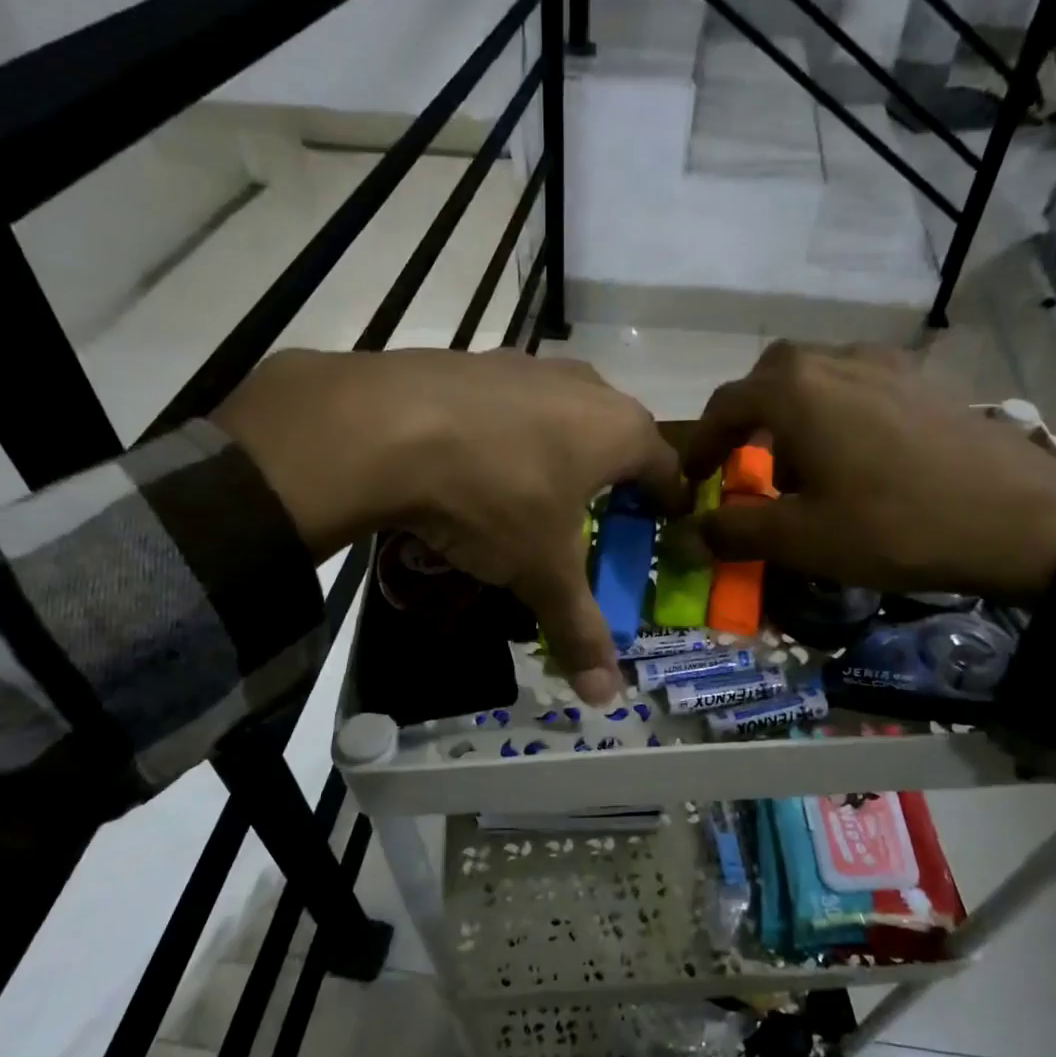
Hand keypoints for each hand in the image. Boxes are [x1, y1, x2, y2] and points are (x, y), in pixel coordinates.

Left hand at [214, 349, 682, 701]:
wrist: (387, 427)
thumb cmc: (495, 497)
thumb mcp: (540, 571)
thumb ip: (578, 628)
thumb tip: (607, 695)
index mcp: (619, 430)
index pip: (667, 468)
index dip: (669, 502)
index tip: (664, 526)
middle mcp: (584, 386)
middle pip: (617, 434)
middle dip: (615, 475)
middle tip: (599, 515)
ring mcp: (526, 366)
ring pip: (564, 411)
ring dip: (562, 448)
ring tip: (539, 489)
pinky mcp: (474, 361)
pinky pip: (511, 403)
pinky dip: (510, 433)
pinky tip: (481, 461)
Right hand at [683, 342, 1055, 598]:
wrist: (1020, 517)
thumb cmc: (893, 526)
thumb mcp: (801, 539)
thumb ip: (735, 532)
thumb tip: (689, 536)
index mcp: (795, 390)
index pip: (726, 406)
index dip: (703, 445)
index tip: (694, 480)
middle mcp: (835, 360)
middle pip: (771, 378)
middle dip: (749, 419)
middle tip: (747, 464)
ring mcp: (886, 364)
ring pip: (818, 376)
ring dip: (794, 413)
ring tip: (804, 464)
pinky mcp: (924, 381)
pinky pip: (860, 384)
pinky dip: (837, 412)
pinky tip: (858, 455)